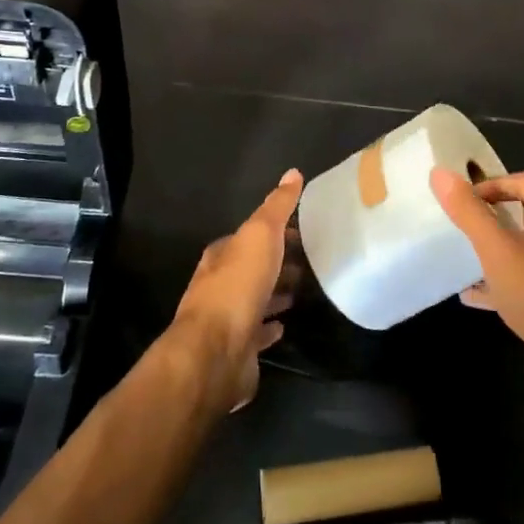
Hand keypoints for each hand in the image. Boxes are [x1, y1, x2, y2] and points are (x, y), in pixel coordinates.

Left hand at [170, 169, 300, 413]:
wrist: (216, 351)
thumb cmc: (237, 286)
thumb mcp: (260, 235)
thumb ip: (277, 206)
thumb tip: (293, 172)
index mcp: (221, 255)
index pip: (249, 236)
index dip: (274, 233)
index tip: (301, 233)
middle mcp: (219, 284)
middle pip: (251, 268)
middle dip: (276, 263)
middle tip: (308, 262)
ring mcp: (226, 319)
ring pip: (254, 299)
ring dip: (274, 294)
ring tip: (302, 291)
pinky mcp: (237, 348)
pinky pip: (256, 333)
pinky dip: (269, 327)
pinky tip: (283, 326)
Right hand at [430, 168, 523, 391]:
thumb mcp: (497, 249)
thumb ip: (468, 211)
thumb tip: (440, 172)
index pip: (523, 181)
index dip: (489, 186)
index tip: (461, 202)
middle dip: (493, 218)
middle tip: (461, 226)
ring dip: (498, 250)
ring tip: (464, 258)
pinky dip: (508, 279)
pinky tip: (476, 295)